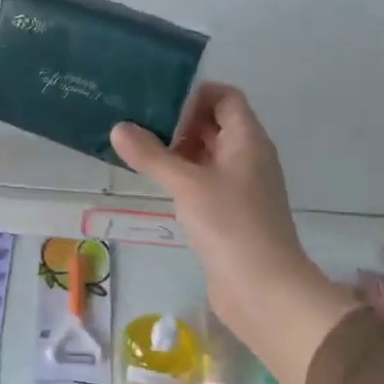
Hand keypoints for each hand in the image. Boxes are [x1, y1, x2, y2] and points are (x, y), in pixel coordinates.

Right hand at [112, 85, 359, 383]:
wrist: (264, 289)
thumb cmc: (230, 224)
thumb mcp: (186, 184)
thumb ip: (152, 155)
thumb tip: (119, 128)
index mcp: (248, 140)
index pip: (226, 97)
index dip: (195, 93)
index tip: (158, 102)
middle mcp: (249, 157)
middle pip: (216, 124)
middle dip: (180, 121)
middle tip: (138, 123)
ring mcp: (242, 187)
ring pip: (209, 154)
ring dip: (179, 150)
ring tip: (139, 150)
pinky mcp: (232, 213)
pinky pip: (206, 181)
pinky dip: (184, 176)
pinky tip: (157, 184)